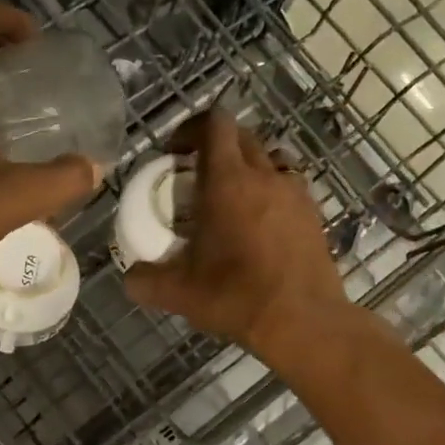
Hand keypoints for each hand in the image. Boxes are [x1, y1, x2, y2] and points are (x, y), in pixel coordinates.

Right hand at [124, 109, 351, 362]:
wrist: (302, 321)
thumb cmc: (235, 296)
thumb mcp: (177, 293)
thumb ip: (144, 280)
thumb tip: (131, 276)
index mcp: (227, 181)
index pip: (214, 123)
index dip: (191, 128)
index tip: (175, 152)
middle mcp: (264, 176)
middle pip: (241, 137)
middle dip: (216, 148)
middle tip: (197, 178)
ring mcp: (295, 193)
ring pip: (269, 160)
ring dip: (248, 168)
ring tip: (232, 200)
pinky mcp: (314, 214)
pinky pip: (289, 187)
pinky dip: (271, 194)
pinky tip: (260, 228)